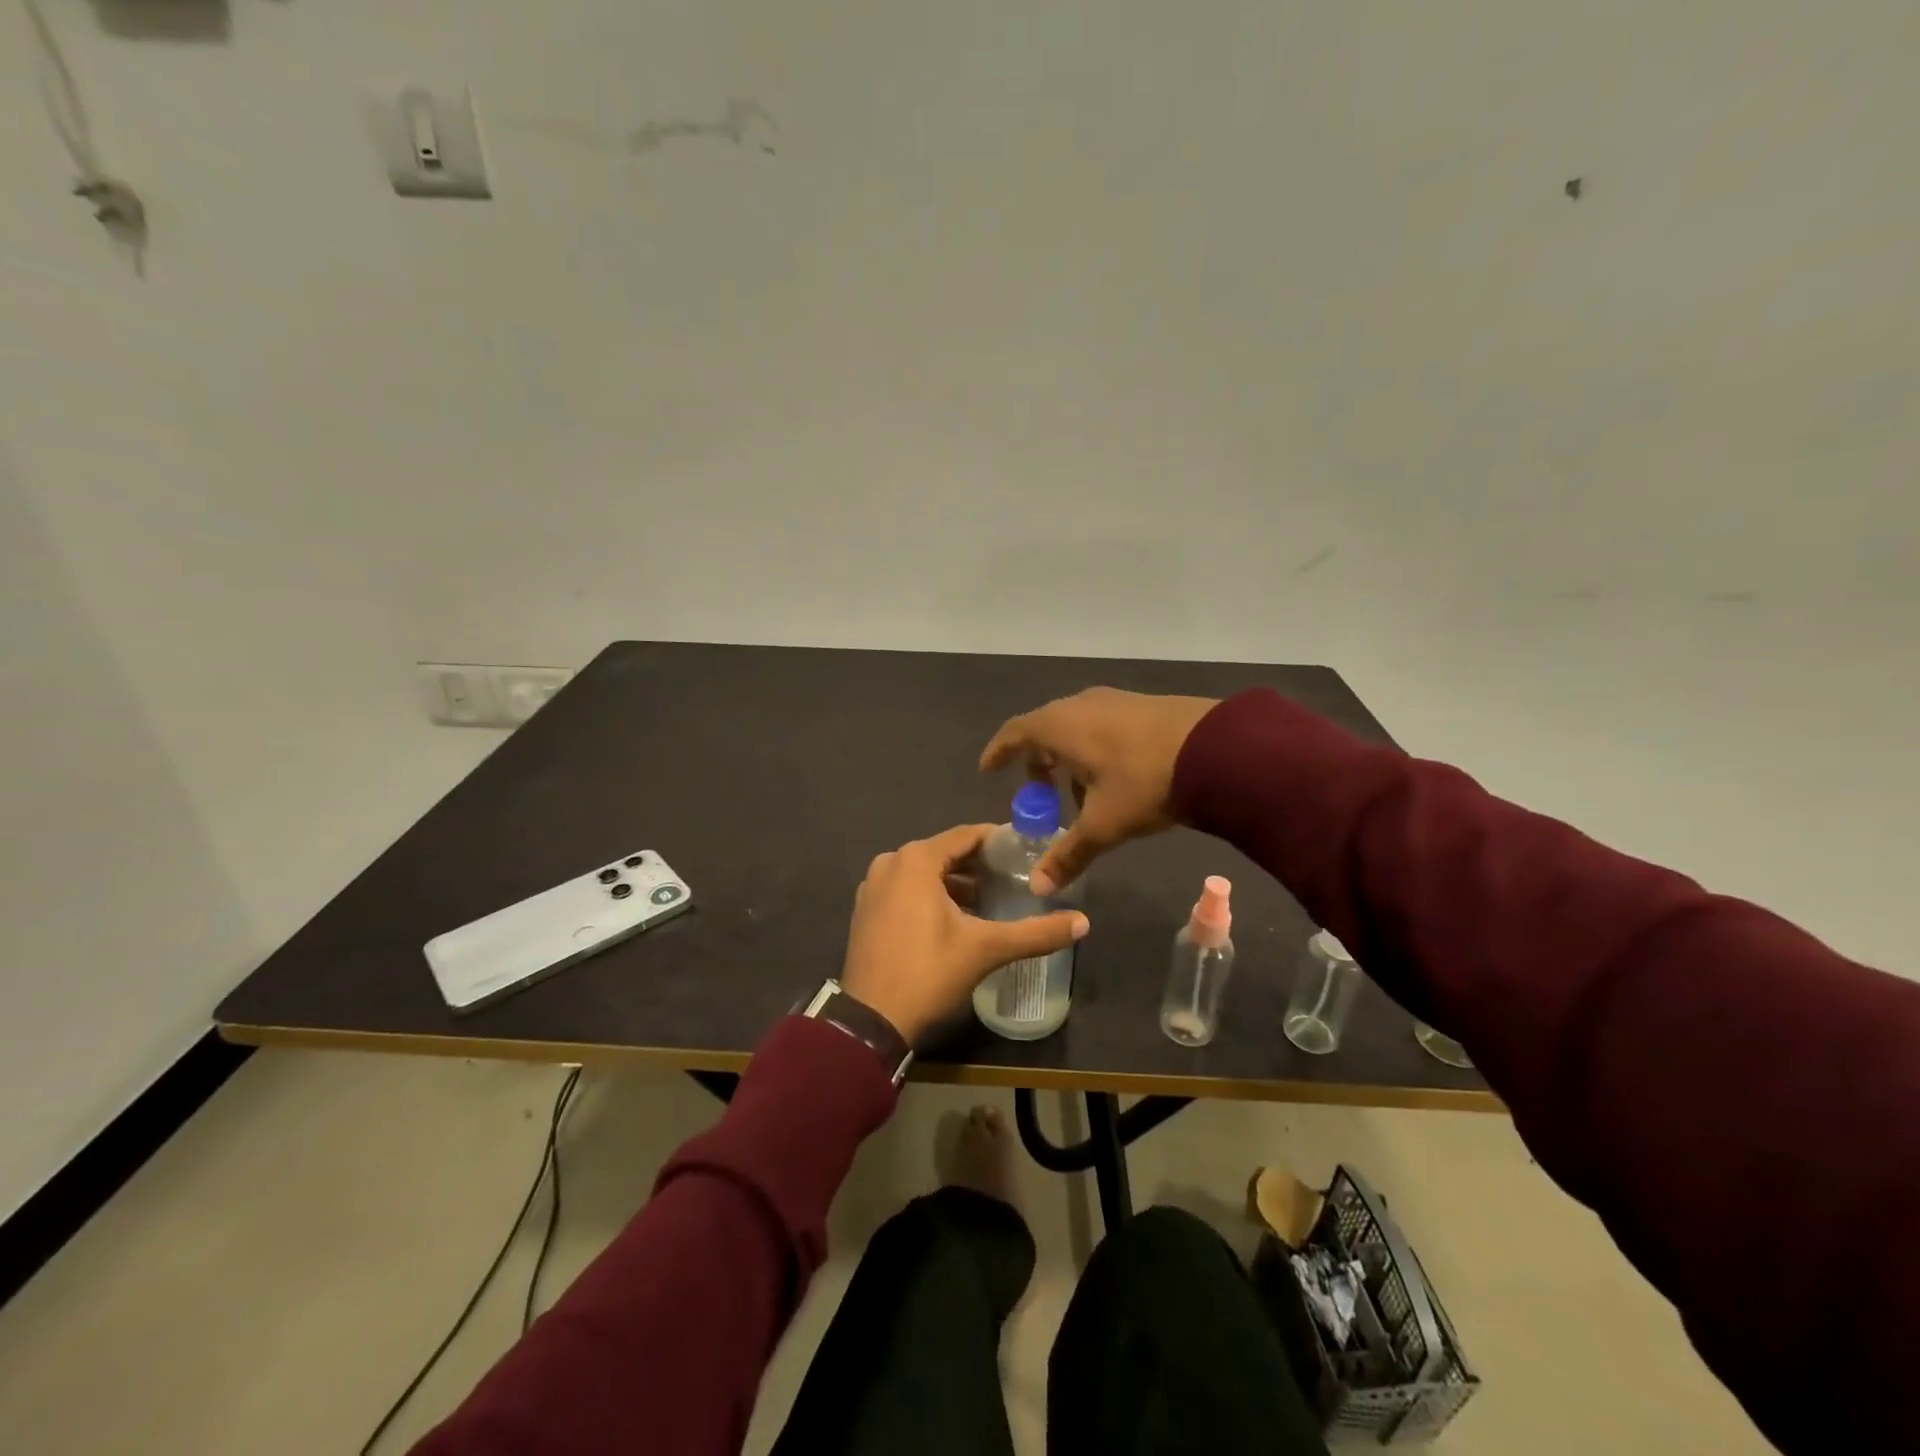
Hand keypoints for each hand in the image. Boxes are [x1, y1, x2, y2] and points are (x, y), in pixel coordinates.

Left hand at [841, 823, 1089, 1045]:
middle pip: (945, 852)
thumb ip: (1036, 933)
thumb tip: (1084, 923)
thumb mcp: (986, 949)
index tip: (1027, 852)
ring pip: (924, 872)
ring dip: (956, 882)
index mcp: (916, 859)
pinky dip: (930, 895)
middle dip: (979, 864)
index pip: (967, 835)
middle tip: (1014, 877)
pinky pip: (906, 889)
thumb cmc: (928, 972)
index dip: (999, 841)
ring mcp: (873, 886)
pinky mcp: (866, 910)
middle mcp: (891, 862)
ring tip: (990, 899)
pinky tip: (955, 918)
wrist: (871, 1021)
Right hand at [979, 687, 1217, 893]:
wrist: (1219, 748)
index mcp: (1060, 726)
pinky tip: (1114, 779)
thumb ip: (1068, 854)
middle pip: (1044, 730)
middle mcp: (1081, 705)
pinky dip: (1094, 750)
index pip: (1015, 732)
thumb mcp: (1103, 824)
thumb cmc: (1145, 782)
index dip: (999, 751)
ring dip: (1069, 759)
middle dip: (1037, 763)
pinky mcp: (1142, 705)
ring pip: (1076, 728)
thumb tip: (1038, 888)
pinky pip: (1102, 726)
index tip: (988, 770)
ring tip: (1080, 796)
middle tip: (1038, 794)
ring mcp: (1114, 701)